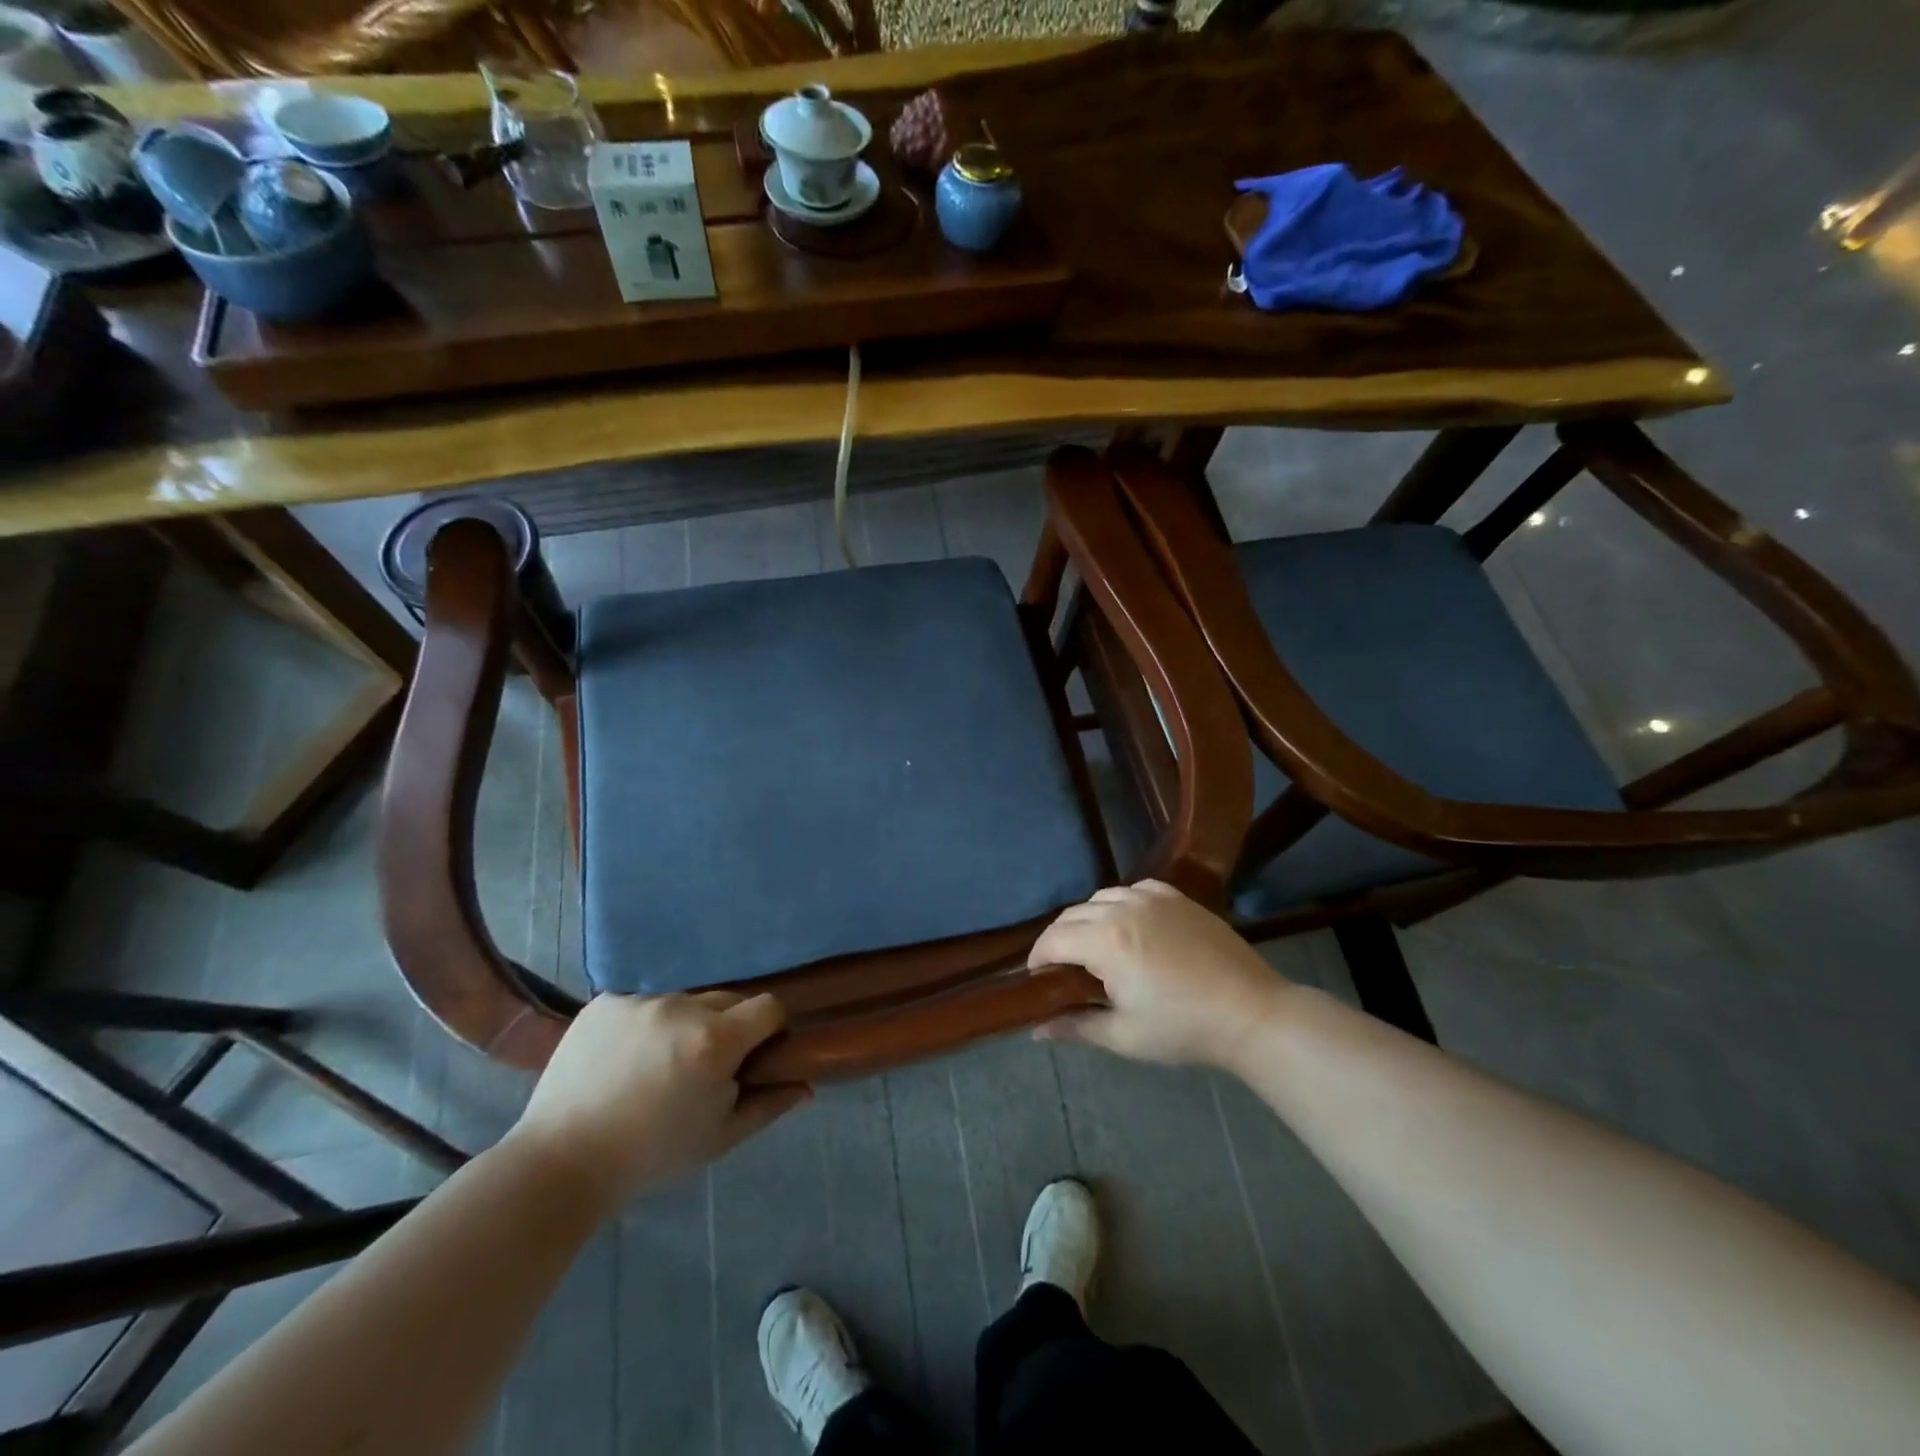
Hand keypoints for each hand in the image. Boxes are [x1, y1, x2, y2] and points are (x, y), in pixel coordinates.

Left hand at [506, 991, 808, 1211]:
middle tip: (705, 1067)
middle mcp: (682, 1007)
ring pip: (683, 1002)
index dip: (771, 1028)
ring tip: (658, 1065)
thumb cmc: (650, 1157)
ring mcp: (640, 1000)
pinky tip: (624, 1059)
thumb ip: (768, 1106)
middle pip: (727, 1000)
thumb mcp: (719, 1139)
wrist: (559, 1164)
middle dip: (727, 1027)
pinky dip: (644, 1025)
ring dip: (684, 1024)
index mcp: (715, 1040)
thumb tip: (806, 1086)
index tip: (758, 1054)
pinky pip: (642, 1003)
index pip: (768, 1007)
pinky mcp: (605, 1001)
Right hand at [1028, 881, 1288, 1070]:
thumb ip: (1075, 1027)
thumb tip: (1036, 1030)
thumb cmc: (1183, 1029)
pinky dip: (1120, 903)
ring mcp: (1152, 898)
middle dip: (1058, 939)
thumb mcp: (1124, 1036)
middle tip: (1062, 969)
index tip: (1037, 978)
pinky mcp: (1176, 897)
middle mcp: (1123, 908)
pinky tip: (1129, 926)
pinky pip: (1133, 889)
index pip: (1053, 939)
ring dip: (1087, 919)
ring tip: (1095, 948)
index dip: (1037, 958)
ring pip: (1101, 898)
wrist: (1250, 1012)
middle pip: (1072, 915)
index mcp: (1106, 941)